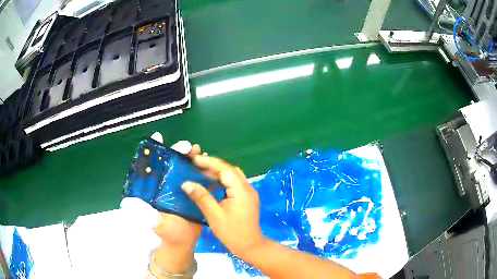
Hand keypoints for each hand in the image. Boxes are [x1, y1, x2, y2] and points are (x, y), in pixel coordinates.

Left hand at [150, 143, 202, 275]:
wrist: (182, 243)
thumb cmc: (166, 233)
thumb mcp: (153, 223)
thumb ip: (142, 214)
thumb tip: (126, 203)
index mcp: (156, 186)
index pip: (156, 164)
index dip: (157, 150)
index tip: (159, 137)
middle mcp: (169, 183)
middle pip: (174, 162)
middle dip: (181, 151)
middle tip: (189, 147)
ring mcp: (183, 187)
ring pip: (188, 168)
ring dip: (194, 159)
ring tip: (201, 153)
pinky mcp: (196, 193)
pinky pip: (201, 179)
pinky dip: (206, 171)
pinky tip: (212, 168)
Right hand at [181, 156, 265, 257]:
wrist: (250, 246)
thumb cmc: (232, 232)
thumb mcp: (214, 215)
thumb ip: (201, 197)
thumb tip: (186, 183)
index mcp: (241, 189)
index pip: (224, 169)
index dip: (208, 162)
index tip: (193, 159)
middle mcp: (247, 187)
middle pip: (229, 170)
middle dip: (212, 166)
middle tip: (194, 165)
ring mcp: (249, 193)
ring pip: (232, 176)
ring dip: (217, 173)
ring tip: (200, 172)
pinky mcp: (247, 198)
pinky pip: (234, 184)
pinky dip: (222, 182)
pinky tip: (211, 184)